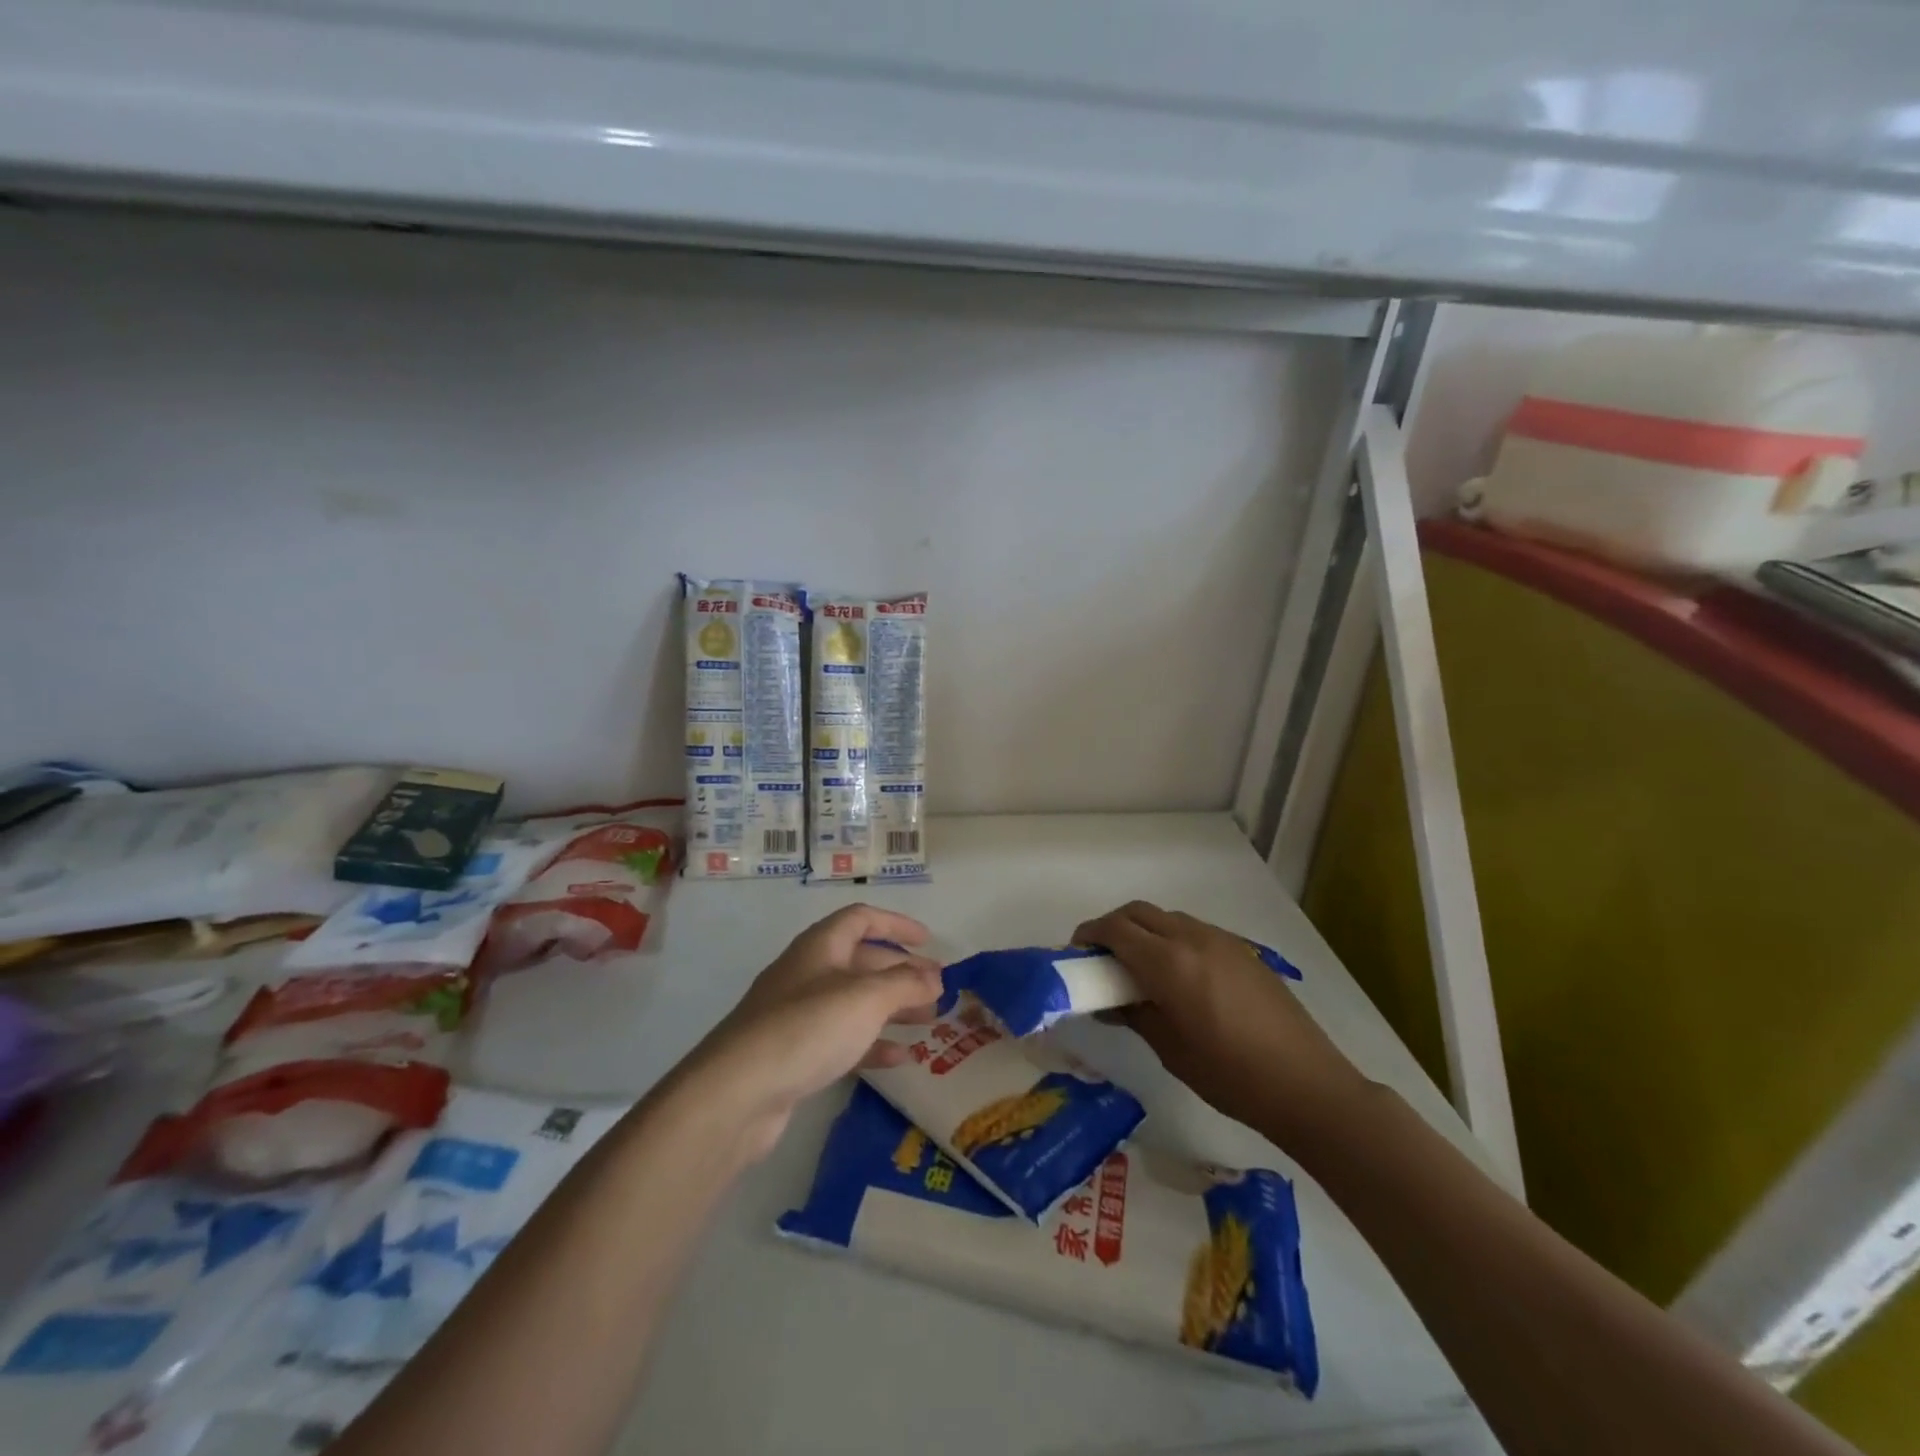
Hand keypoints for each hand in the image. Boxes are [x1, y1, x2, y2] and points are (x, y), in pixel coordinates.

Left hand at [685, 905, 943, 1159]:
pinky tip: (900, 1059)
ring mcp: (798, 1016)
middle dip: (902, 973)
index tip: (930, 941)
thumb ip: (905, 984)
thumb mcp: (866, 998)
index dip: (897, 925)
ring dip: (892, 1009)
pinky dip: (873, 1044)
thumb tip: (935, 978)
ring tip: (929, 1024)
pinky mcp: (794, 1055)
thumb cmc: (807, 1028)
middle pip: (861, 962)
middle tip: (938, 992)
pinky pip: (842, 1039)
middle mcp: (808, 973)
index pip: (862, 919)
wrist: (737, 1093)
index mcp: (820, 947)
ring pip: (855, 1003)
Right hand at [1073, 901, 1367, 1142]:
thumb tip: (1107, 1002)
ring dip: (1143, 930)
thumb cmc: (1231, 1076)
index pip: (1115, 929)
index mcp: (1169, 963)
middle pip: (1138, 912)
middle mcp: (1192, 938)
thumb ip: (1134, 1014)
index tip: (1076, 953)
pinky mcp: (1242, 950)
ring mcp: (1221, 940)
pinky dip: (1170, 938)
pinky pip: (1192, 930)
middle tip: (1100, 957)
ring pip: (1166, 917)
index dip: (1090, 935)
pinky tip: (1176, 974)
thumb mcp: (1170, 1050)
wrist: (1307, 1084)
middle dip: (1112, 926)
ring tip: (1136, 967)